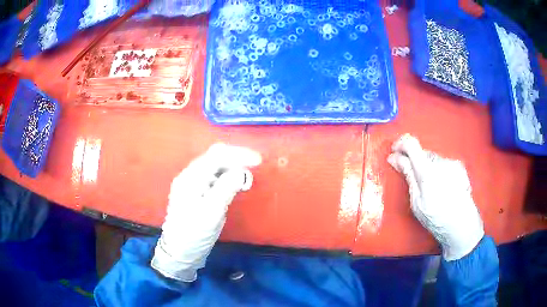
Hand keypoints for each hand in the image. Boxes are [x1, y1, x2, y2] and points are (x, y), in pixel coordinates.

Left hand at [151, 143, 261, 280]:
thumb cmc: (194, 234)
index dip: (239, 154)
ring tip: (246, 179)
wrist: (180, 251)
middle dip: (236, 159)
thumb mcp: (211, 212)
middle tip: (254, 169)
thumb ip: (226, 188)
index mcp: (191, 177)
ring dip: (232, 168)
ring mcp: (192, 184)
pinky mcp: (196, 193)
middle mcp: (190, 176)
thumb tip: (242, 171)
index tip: (258, 161)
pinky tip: (234, 185)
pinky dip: (227, 177)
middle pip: (215, 157)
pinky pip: (214, 177)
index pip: (217, 155)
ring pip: (215, 166)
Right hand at [387, 134, 483, 260]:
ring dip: (426, 166)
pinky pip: (443, 163)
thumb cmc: (436, 219)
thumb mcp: (416, 202)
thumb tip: (394, 158)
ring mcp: (452, 162)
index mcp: (428, 171)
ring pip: (433, 158)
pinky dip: (438, 170)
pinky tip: (441, 186)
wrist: (463, 224)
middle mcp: (441, 161)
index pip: (411, 143)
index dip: (400, 143)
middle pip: (422, 152)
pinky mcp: (459, 166)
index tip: (394, 151)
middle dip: (413, 160)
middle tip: (410, 178)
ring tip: (430, 187)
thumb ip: (408, 175)